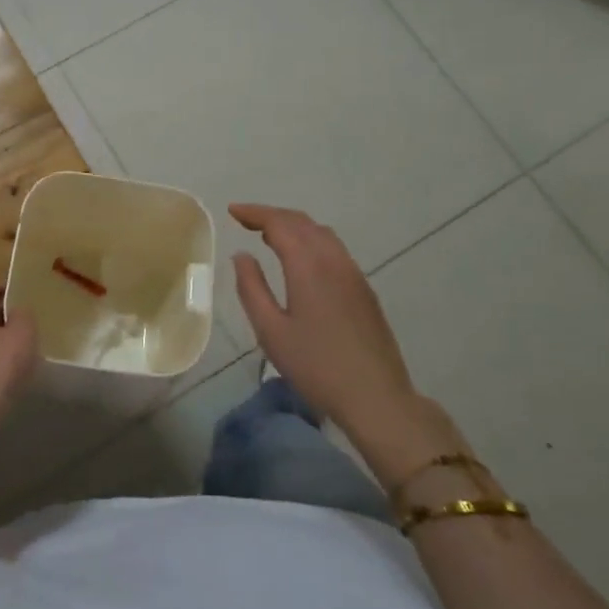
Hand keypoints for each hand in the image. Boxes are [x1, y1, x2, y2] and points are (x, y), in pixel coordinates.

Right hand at [230, 203, 422, 445]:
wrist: (376, 397)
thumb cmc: (316, 366)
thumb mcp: (271, 331)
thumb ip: (252, 288)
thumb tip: (242, 256)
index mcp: (308, 265)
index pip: (279, 223)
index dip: (254, 213)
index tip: (232, 211)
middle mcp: (333, 260)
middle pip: (302, 222)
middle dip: (272, 215)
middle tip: (245, 220)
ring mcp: (353, 273)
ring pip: (321, 233)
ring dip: (293, 226)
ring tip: (269, 235)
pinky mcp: (364, 289)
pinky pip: (334, 248)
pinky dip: (311, 240)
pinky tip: (300, 259)